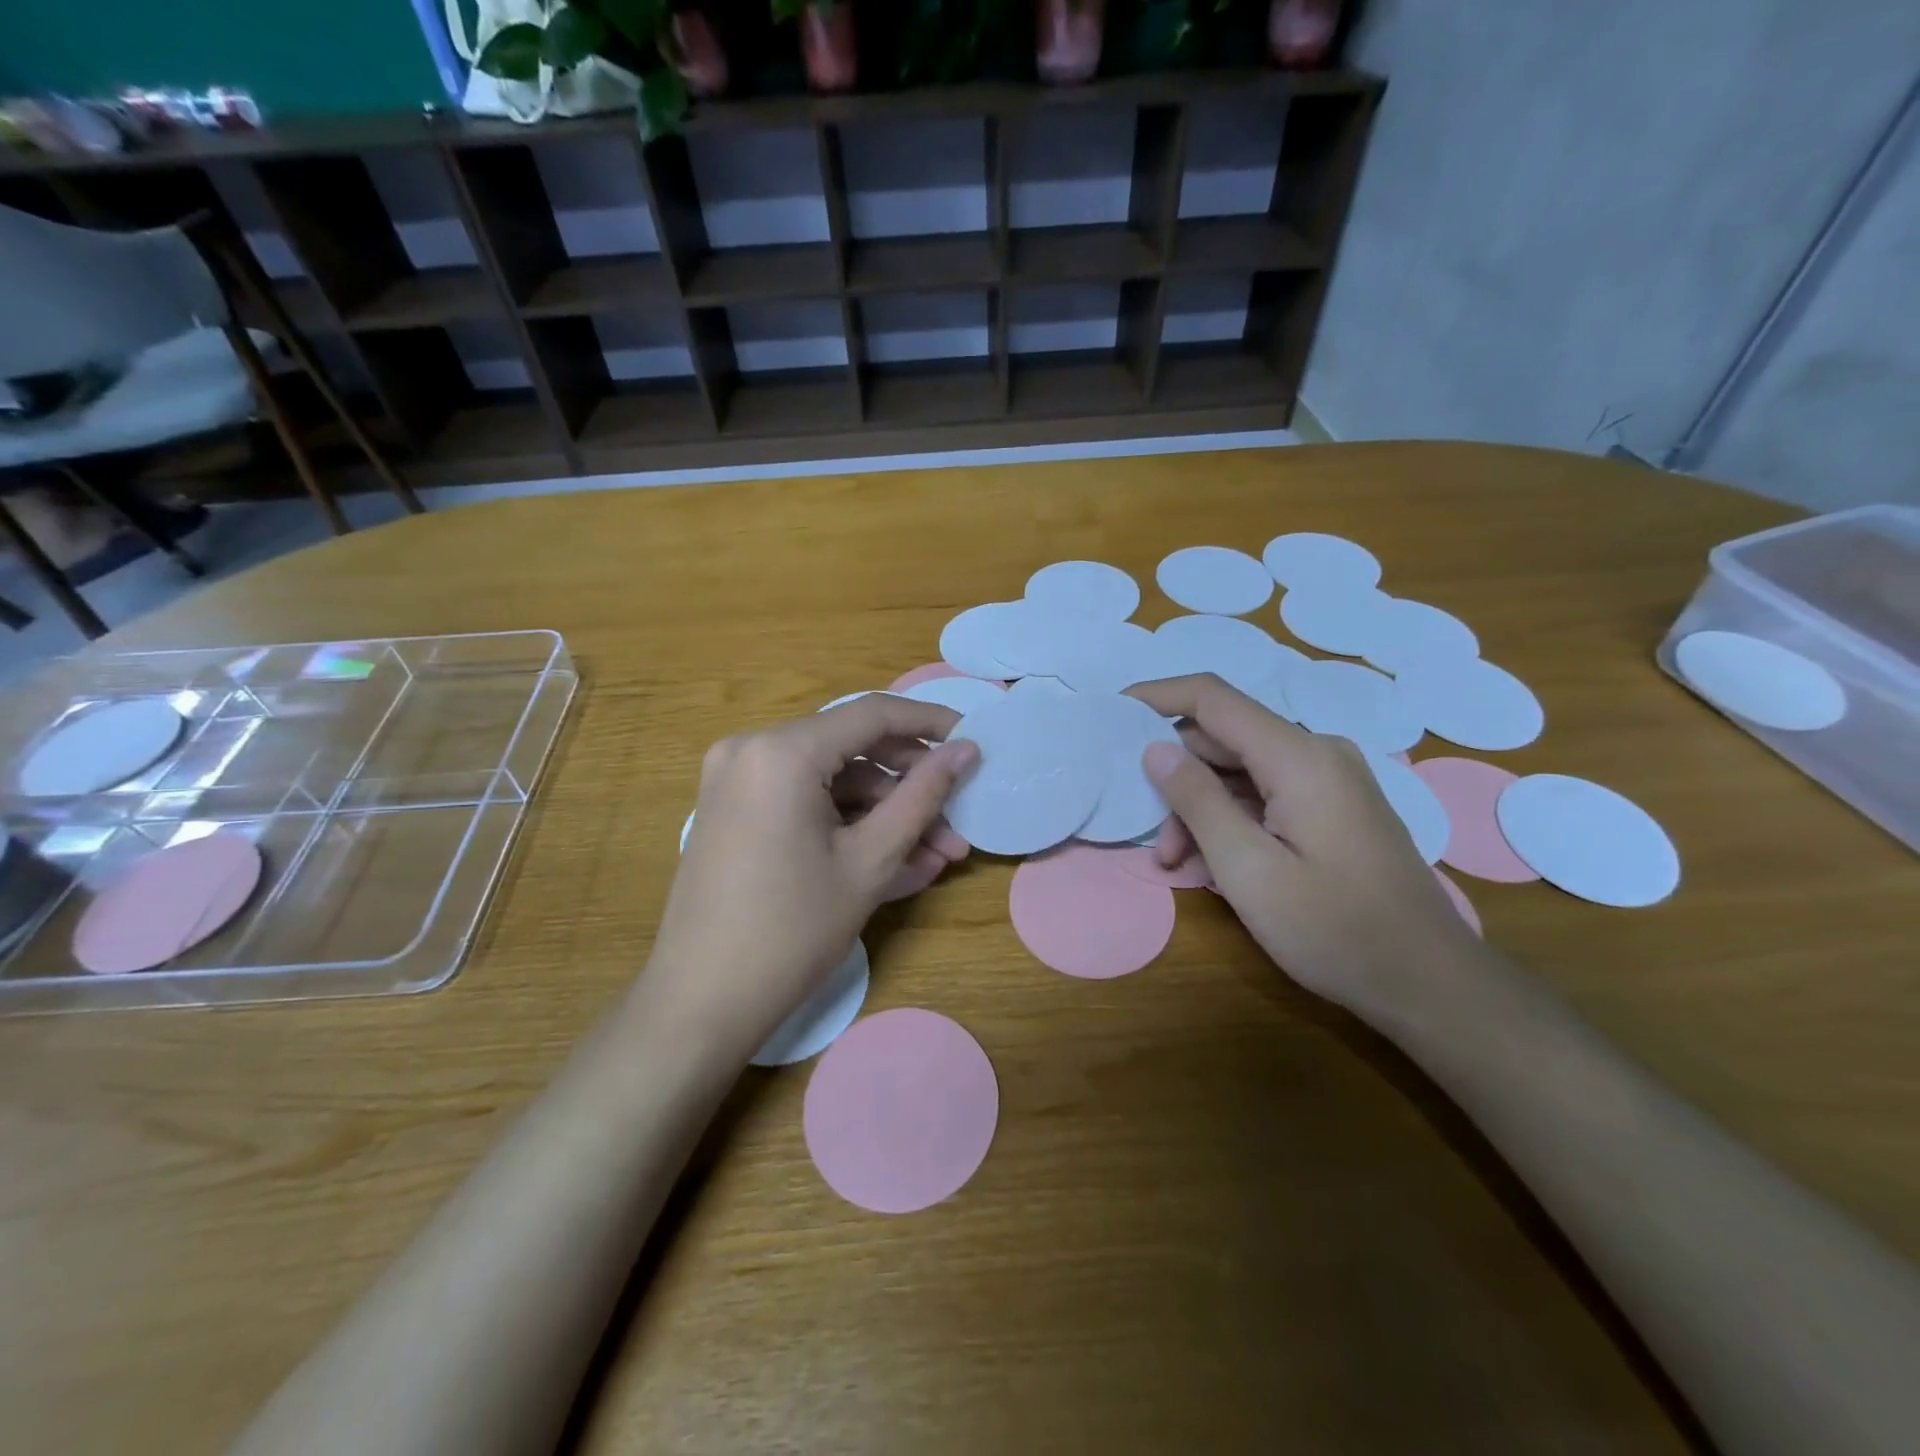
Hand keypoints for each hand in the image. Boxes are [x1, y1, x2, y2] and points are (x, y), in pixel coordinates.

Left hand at [643, 695, 978, 1057]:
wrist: (701, 1003)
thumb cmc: (793, 930)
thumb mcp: (870, 860)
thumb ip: (923, 796)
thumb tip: (967, 750)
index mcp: (783, 751)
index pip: (873, 715)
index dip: (930, 723)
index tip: (973, 740)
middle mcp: (752, 749)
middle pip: (852, 749)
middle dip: (910, 788)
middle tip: (958, 822)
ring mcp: (738, 780)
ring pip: (831, 781)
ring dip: (885, 815)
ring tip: (935, 858)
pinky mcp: (736, 810)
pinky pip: (805, 802)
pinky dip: (848, 826)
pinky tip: (895, 863)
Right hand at [1128, 674, 1477, 1015]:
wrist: (1429, 982)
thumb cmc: (1334, 929)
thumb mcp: (1249, 869)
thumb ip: (1197, 801)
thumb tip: (1156, 749)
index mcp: (1300, 757)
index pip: (1213, 698)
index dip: (1157, 695)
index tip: (1112, 712)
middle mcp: (1318, 753)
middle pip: (1224, 740)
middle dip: (1178, 780)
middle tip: (1154, 842)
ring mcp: (1331, 780)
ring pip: (1242, 771)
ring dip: (1202, 809)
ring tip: (1180, 865)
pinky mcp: (1335, 806)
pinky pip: (1267, 794)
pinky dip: (1233, 820)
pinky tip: (1217, 865)